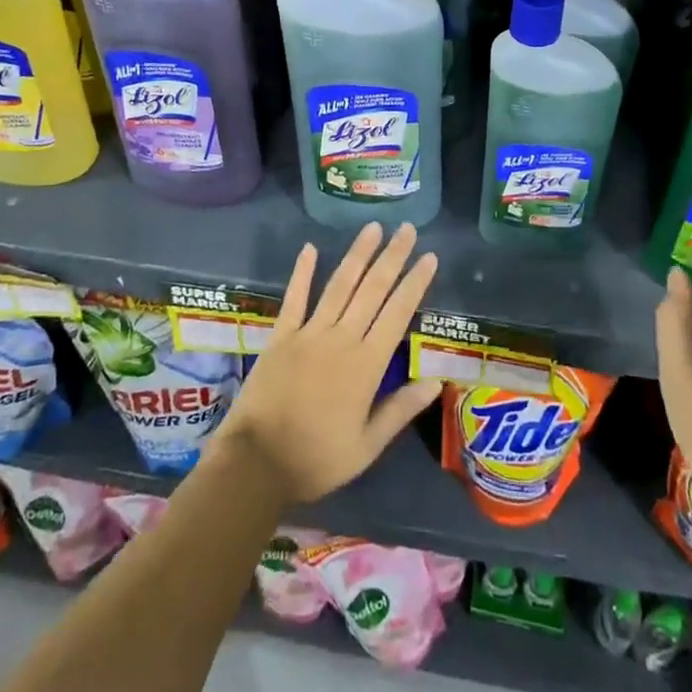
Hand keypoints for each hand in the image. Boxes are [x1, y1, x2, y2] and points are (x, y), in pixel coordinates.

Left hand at [218, 222, 442, 504]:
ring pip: (339, 285)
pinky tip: (310, 248)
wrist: (256, 464)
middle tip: (407, 229)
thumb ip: (400, 410)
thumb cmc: (316, 459)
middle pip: (372, 290)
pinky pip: (294, 298)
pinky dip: (302, 272)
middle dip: (392, 257)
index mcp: (366, 365)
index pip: (398, 313)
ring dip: (358, 254)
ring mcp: (309, 333)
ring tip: (373, 227)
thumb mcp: (367, 446)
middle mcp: (341, 339)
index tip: (429, 256)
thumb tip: (436, 381)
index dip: (415, 283)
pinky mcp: (281, 336)